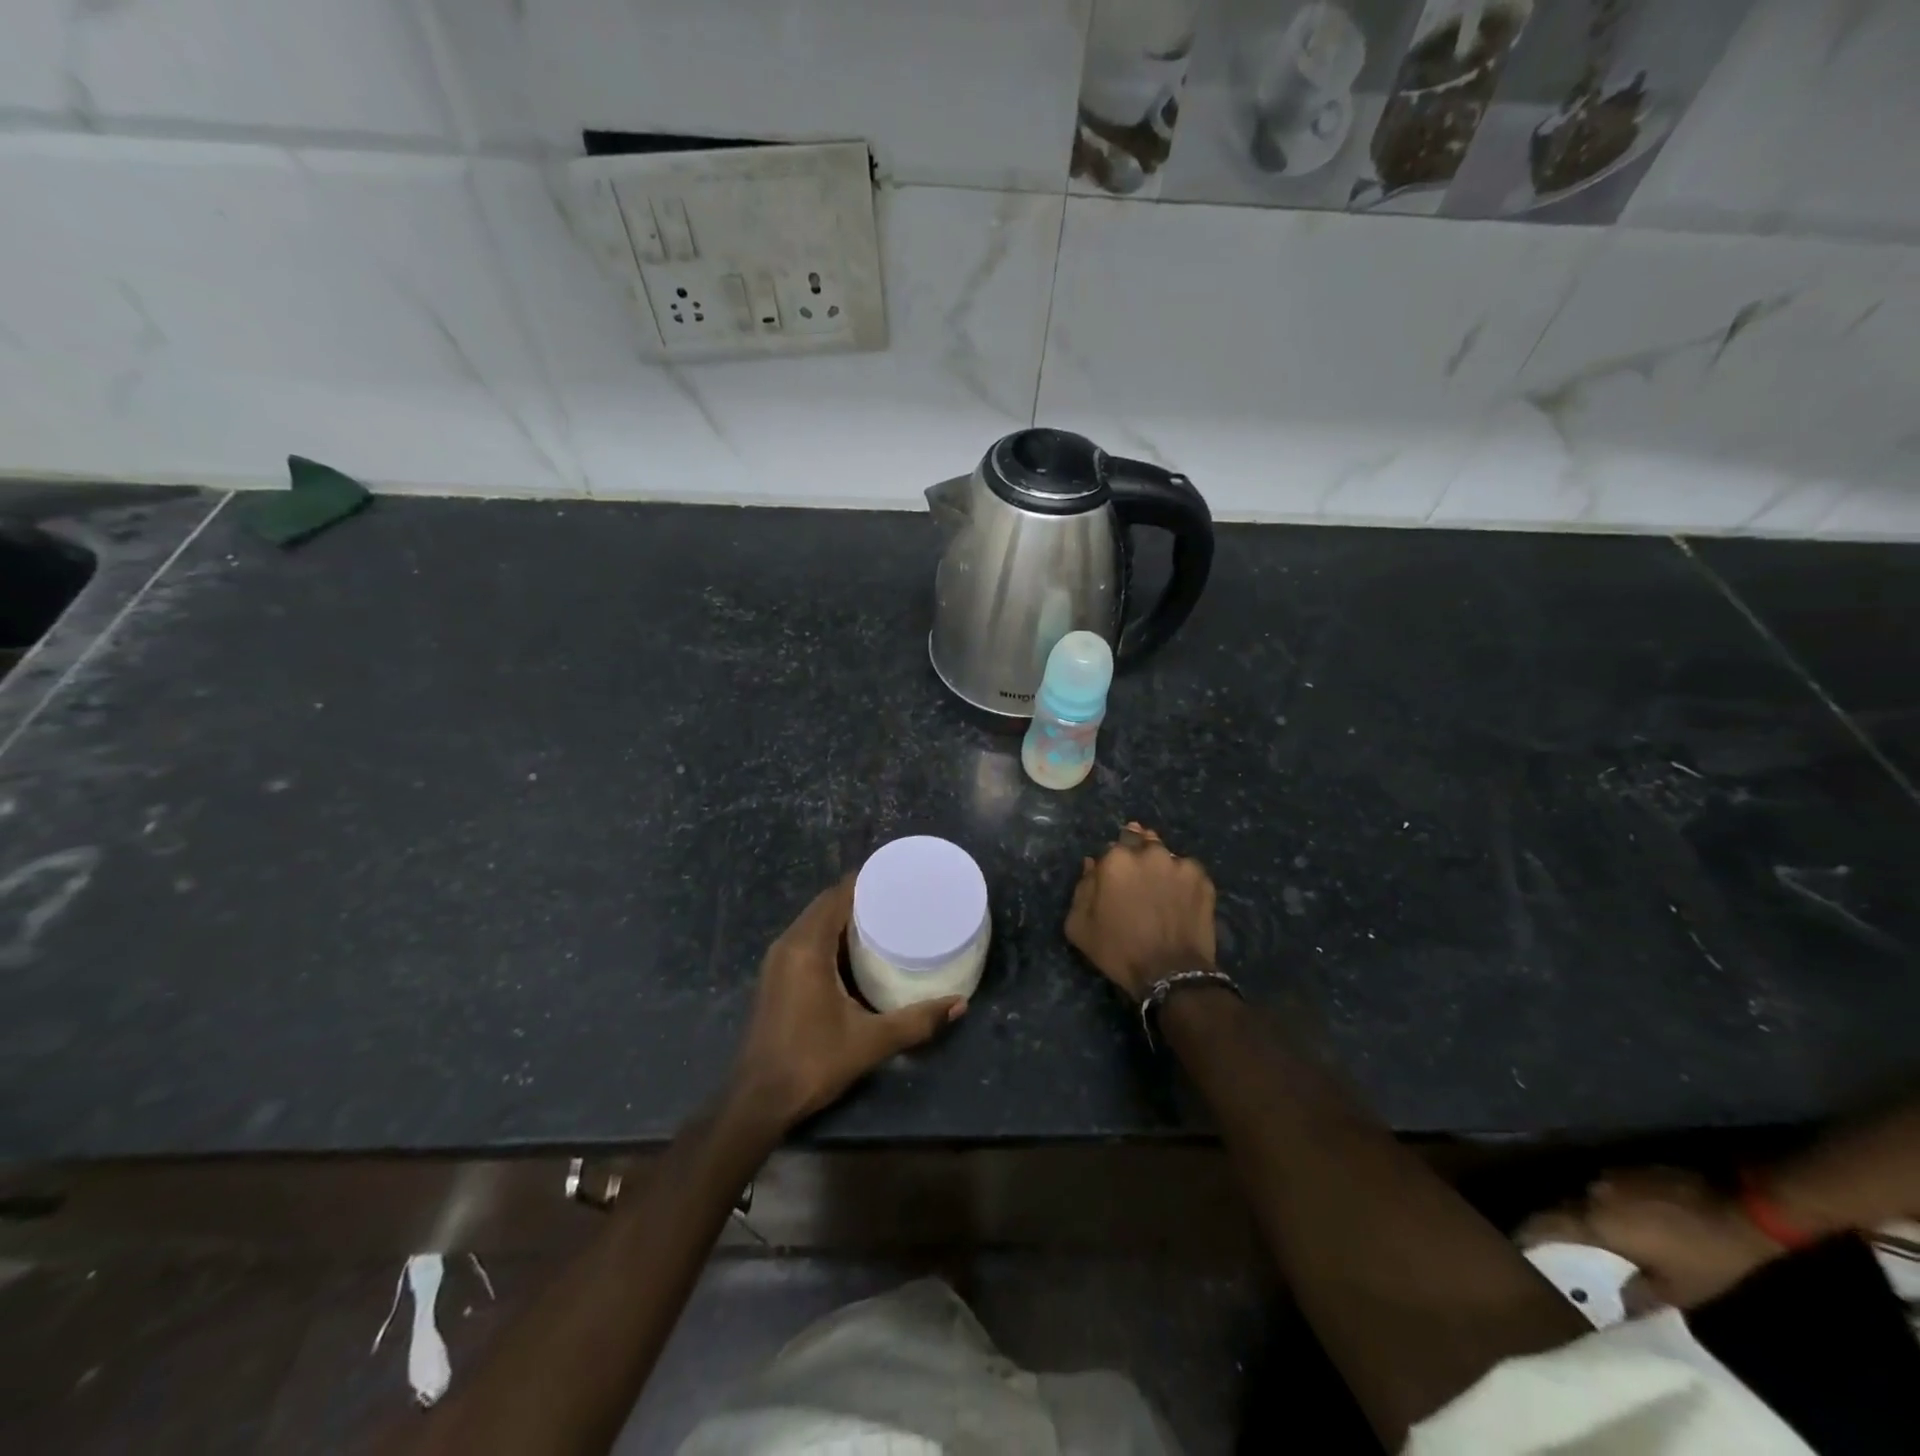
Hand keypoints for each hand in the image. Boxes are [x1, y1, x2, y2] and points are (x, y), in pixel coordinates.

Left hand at [731, 876, 965, 1130]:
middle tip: (899, 899)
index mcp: (807, 947)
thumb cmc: (812, 1062)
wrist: (758, 1101)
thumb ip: (916, 1021)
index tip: (898, 878)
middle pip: (826, 904)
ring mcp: (777, 961)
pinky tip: (857, 951)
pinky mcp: (775, 978)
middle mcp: (788, 945)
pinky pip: (806, 940)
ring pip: (814, 923)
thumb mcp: (870, 1042)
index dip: (866, 881)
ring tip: (885, 919)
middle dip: (860, 897)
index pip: (837, 895)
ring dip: (844, 917)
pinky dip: (831, 936)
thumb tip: (959, 1004)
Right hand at [1065, 822, 1217, 1000]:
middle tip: (1138, 881)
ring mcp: (1180, 865)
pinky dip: (1182, 881)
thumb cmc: (1118, 950)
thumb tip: (1091, 864)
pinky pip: (1188, 873)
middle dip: (1138, 855)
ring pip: (1166, 856)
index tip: (1114, 878)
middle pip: (1141, 841)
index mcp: (1116, 859)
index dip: (1112, 862)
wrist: (1171, 974)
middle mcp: (1149, 853)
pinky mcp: (1203, 880)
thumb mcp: (1079, 925)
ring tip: (1161, 891)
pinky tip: (1180, 901)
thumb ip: (1082, 888)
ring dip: (1161, 867)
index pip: (1112, 846)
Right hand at [1519, 1168, 1782, 1311]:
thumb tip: (1615, 1302)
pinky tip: (1627, 1218)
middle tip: (1561, 1244)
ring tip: (1596, 1232)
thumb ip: (1638, 1295)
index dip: (1527, 1233)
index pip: (1545, 1224)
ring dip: (1588, 1214)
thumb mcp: (1679, 1290)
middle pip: (1564, 1208)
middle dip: (1561, 1225)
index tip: (1514, 1243)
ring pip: (1587, 1197)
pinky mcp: (1629, 1169)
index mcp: (1594, 1221)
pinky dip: (1609, 1204)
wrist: (1742, 1210)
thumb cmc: (1706, 1256)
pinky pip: (1607, 1188)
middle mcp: (1591, 1192)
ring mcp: (1610, 1176)